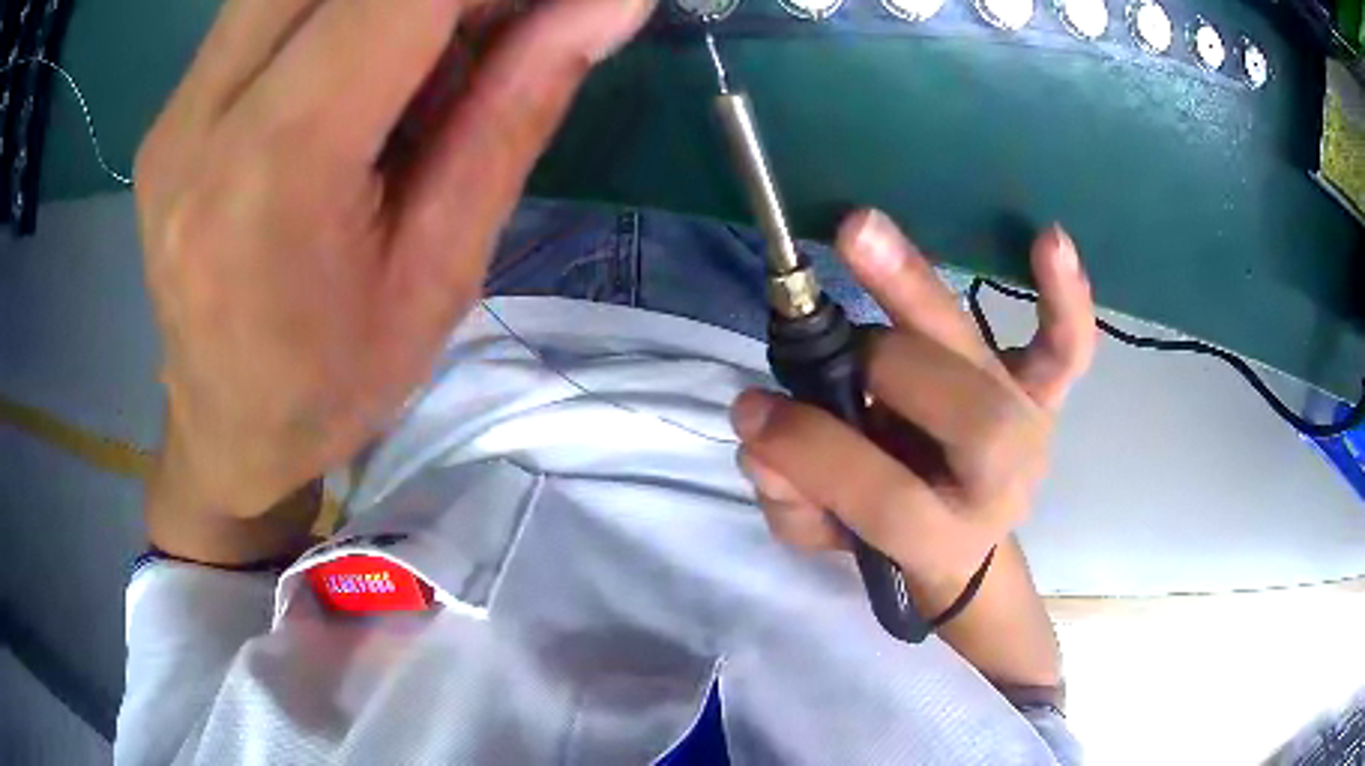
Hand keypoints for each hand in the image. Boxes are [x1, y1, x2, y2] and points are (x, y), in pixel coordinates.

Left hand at [136, 0, 653, 529]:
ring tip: (425, 52)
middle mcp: (200, 120)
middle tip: (489, 26)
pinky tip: (362, 61)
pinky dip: (337, 7)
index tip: (547, 5)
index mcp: (273, 173)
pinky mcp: (170, 107)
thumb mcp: (444, 270)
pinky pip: (265, 6)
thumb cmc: (335, 385)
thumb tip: (608, 3)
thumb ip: (516, 111)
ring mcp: (175, 108)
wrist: (227, 433)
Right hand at [731, 210, 1095, 609]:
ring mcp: (1030, 427)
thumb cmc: (891, 532)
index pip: (887, 497)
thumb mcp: (829, 535)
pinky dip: (1065, 298)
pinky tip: (1048, 239)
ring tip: (860, 234)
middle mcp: (1000, 481)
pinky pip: (1066, 346)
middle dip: (886, 367)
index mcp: (942, 535)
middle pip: (966, 419)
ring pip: (992, 364)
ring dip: (922, 294)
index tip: (753, 409)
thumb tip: (760, 436)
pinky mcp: (1043, 391)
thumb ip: (791, 501)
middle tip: (825, 338)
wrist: (965, 534)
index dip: (818, 453)